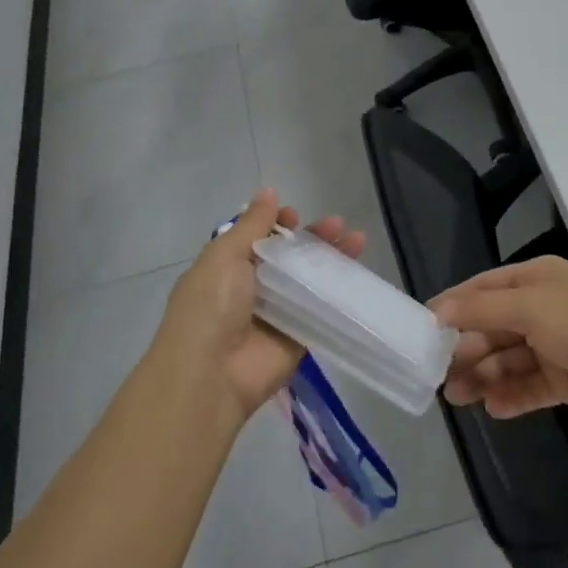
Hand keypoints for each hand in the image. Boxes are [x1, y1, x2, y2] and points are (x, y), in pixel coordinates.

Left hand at [148, 189, 366, 427]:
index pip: (257, 239)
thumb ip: (251, 224)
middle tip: (337, 225)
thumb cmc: (210, 306)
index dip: (277, 224)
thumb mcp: (224, 256)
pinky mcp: (297, 338)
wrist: (210, 376)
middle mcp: (251, 289)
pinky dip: (338, 294)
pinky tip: (357, 277)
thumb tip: (268, 192)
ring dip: (331, 261)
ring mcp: (276, 314)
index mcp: (226, 268)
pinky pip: (320, 312)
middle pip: (288, 258)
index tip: (294, 215)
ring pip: (308, 281)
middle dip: (312, 238)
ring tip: (357, 241)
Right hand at [432, 256, 567, 423]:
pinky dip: (511, 396)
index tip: (421, 331)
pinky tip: (494, 408)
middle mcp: (541, 310)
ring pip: (507, 360)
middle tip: (437, 376)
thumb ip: (482, 309)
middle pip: (491, 328)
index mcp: (533, 282)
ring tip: (458, 398)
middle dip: (464, 350)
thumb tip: (438, 310)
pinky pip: (529, 387)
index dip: (451, 308)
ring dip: (482, 376)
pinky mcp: (567, 380)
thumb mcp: (532, 307)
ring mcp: (554, 346)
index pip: (481, 291)